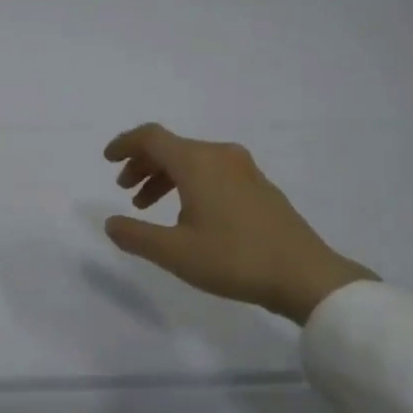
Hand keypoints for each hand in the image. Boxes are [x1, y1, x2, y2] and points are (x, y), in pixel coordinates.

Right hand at [102, 123, 374, 324]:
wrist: (305, 275)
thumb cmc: (234, 259)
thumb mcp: (175, 252)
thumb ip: (136, 235)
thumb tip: (111, 223)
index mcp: (197, 162)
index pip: (151, 137)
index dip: (125, 144)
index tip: (107, 160)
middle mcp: (220, 155)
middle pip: (171, 147)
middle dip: (143, 164)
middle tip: (124, 189)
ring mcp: (244, 169)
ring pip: (192, 160)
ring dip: (165, 177)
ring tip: (149, 207)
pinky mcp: (259, 186)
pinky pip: (212, 171)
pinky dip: (189, 183)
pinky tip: (188, 215)